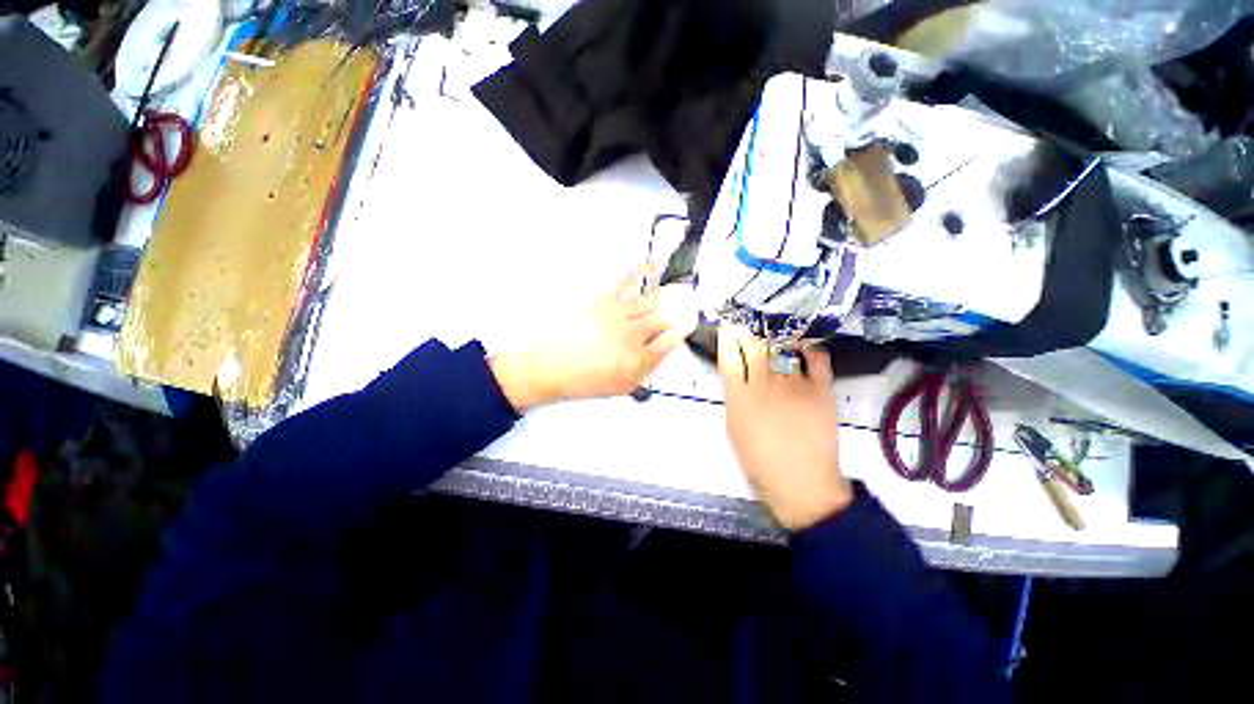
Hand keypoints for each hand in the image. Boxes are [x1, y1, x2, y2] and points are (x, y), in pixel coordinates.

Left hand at [490, 268, 697, 411]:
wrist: (548, 366)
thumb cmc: (584, 380)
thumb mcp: (621, 386)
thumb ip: (646, 370)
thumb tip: (662, 351)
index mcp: (638, 359)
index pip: (670, 341)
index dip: (683, 329)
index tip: (691, 321)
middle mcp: (633, 335)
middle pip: (664, 317)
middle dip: (682, 308)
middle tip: (692, 299)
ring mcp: (618, 314)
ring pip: (650, 299)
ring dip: (669, 289)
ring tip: (682, 281)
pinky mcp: (602, 299)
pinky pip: (626, 282)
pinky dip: (640, 271)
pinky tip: (650, 263)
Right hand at [717, 325, 852, 530]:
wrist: (800, 482)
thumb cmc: (759, 460)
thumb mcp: (733, 428)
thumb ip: (734, 398)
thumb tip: (738, 377)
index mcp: (739, 396)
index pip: (729, 357)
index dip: (727, 339)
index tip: (728, 330)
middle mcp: (764, 384)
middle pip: (755, 347)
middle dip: (749, 333)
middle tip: (749, 327)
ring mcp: (794, 384)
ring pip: (783, 349)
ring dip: (776, 339)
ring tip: (775, 333)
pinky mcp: (820, 389)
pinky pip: (817, 359)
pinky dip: (810, 349)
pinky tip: (803, 347)